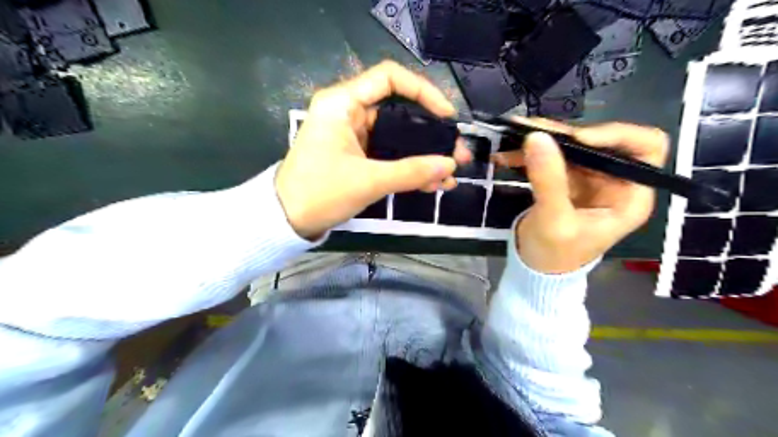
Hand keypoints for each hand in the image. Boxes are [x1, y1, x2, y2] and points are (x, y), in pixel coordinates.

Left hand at [274, 60, 467, 239]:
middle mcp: (349, 113)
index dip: (423, 92)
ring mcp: (353, 136)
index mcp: (343, 104)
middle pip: (399, 113)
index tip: (446, 116)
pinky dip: (407, 167)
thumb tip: (450, 165)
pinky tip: (431, 182)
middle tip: (457, 154)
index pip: (389, 78)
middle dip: (431, 135)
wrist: (287, 220)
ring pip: (397, 139)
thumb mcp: (369, 181)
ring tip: (450, 174)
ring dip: (423, 156)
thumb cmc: (320, 193)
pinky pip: (388, 156)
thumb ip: (412, 172)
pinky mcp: (355, 156)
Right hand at [491, 117, 667, 271]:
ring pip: (570, 146)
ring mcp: (588, 179)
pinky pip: (550, 157)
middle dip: (563, 135)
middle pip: (598, 142)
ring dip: (540, 140)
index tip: (575, 138)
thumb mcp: (553, 221)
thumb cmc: (554, 255)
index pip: (644, 148)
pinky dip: (529, 153)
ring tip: (510, 137)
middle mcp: (613, 181)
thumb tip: (535, 137)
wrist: (536, 270)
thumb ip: (548, 180)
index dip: (615, 135)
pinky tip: (506, 155)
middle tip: (527, 130)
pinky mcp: (565, 180)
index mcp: (629, 195)